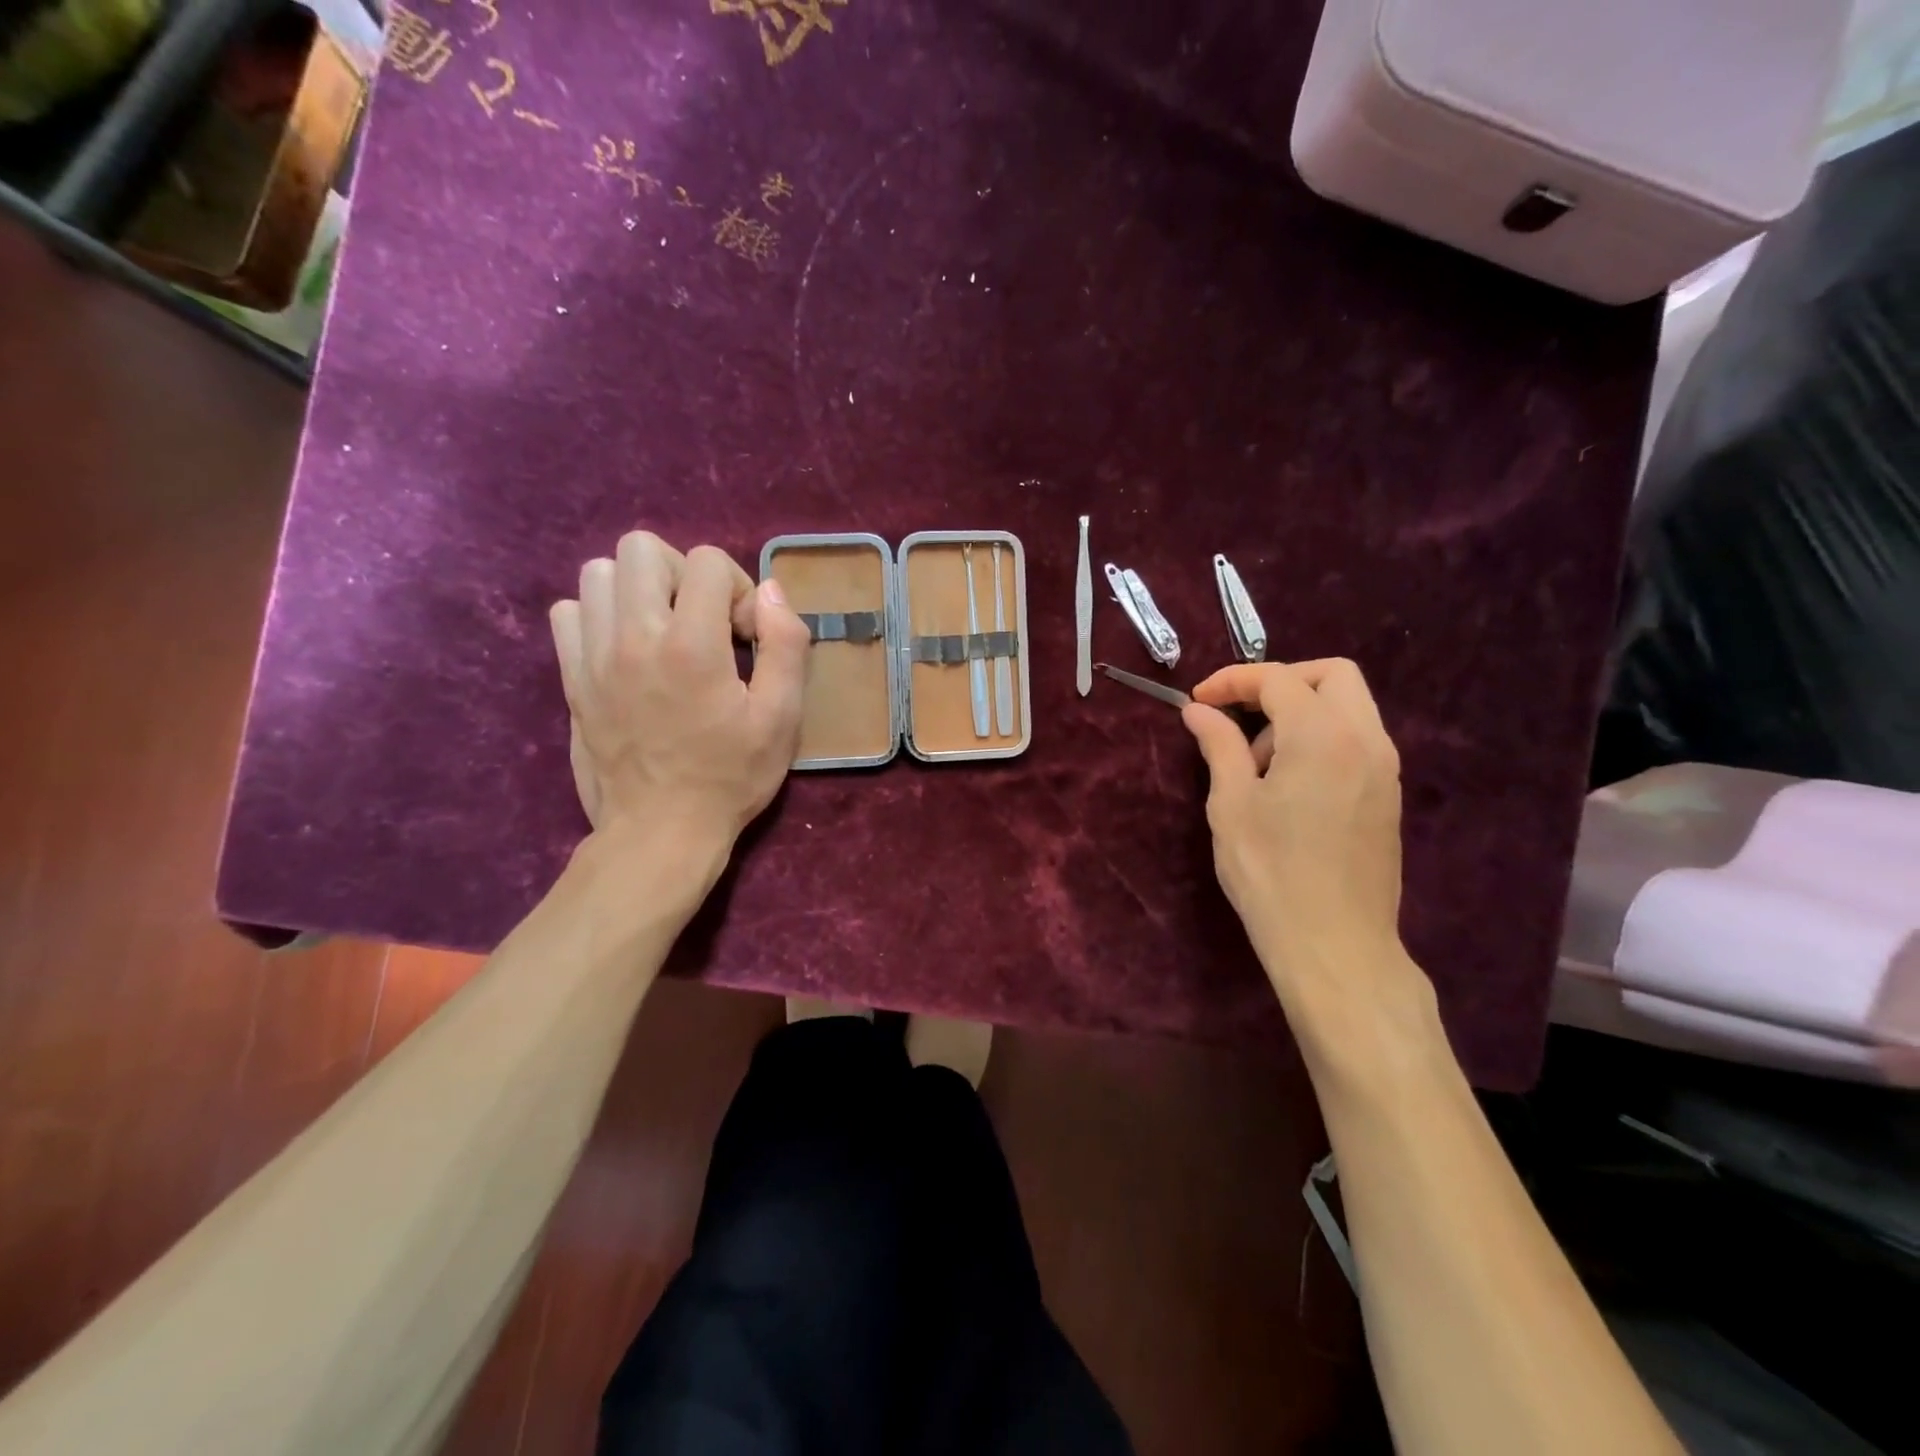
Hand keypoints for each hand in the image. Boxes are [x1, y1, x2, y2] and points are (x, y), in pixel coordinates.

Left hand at [549, 533, 810, 849]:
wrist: (660, 831)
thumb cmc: (730, 776)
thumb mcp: (782, 717)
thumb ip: (786, 644)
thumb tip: (770, 591)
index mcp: (691, 646)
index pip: (708, 562)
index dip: (737, 588)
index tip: (744, 637)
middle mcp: (634, 637)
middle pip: (642, 548)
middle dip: (683, 574)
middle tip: (702, 622)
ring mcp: (593, 655)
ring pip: (599, 572)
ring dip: (639, 589)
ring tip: (663, 631)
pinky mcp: (571, 677)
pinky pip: (569, 612)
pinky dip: (599, 616)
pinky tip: (626, 649)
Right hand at [1181, 659, 1409, 1010]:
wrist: (1334, 944)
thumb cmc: (1271, 872)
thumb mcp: (1231, 804)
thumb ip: (1219, 746)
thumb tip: (1199, 711)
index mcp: (1323, 735)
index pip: (1278, 680)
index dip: (1233, 681)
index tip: (1198, 701)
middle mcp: (1365, 739)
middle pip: (1333, 675)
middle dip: (1281, 682)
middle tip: (1240, 714)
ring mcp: (1385, 768)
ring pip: (1350, 706)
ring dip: (1302, 712)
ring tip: (1259, 761)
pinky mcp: (1388, 795)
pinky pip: (1358, 739)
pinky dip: (1322, 737)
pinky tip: (1289, 782)